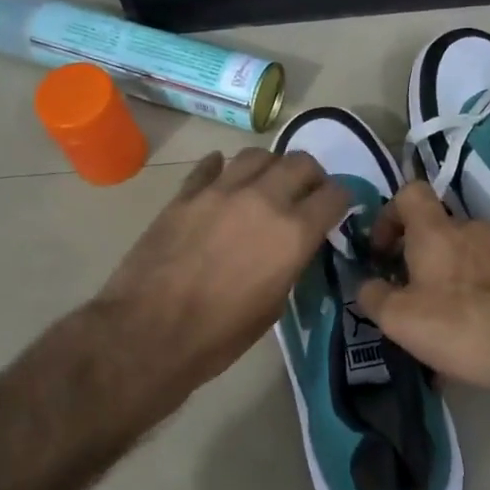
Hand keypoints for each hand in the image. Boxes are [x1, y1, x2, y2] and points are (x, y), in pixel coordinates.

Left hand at [93, 149, 349, 413]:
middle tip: (305, 194)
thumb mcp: (273, 306)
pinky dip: (222, 169)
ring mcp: (219, 191)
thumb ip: (289, 264)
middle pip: (300, 162)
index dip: (341, 200)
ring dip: (269, 167)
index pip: (334, 195)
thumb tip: (291, 247)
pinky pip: (210, 166)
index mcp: (292, 233)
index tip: (336, 209)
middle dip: (310, 177)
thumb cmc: (219, 335)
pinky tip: (222, 181)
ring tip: (264, 185)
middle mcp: (262, 200)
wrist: (148, 333)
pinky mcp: (184, 194)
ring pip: (256, 154)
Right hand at [357, 182, 489, 393]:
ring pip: (458, 257)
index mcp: (435, 229)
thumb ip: (373, 296)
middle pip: (433, 229)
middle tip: (402, 295)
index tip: (380, 252)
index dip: (388, 216)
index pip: (408, 192)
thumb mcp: (399, 318)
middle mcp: (470, 229)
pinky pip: (481, 280)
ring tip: (432, 325)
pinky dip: (467, 300)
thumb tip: (368, 285)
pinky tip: (463, 338)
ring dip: (440, 282)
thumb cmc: (462, 324)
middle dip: (413, 258)